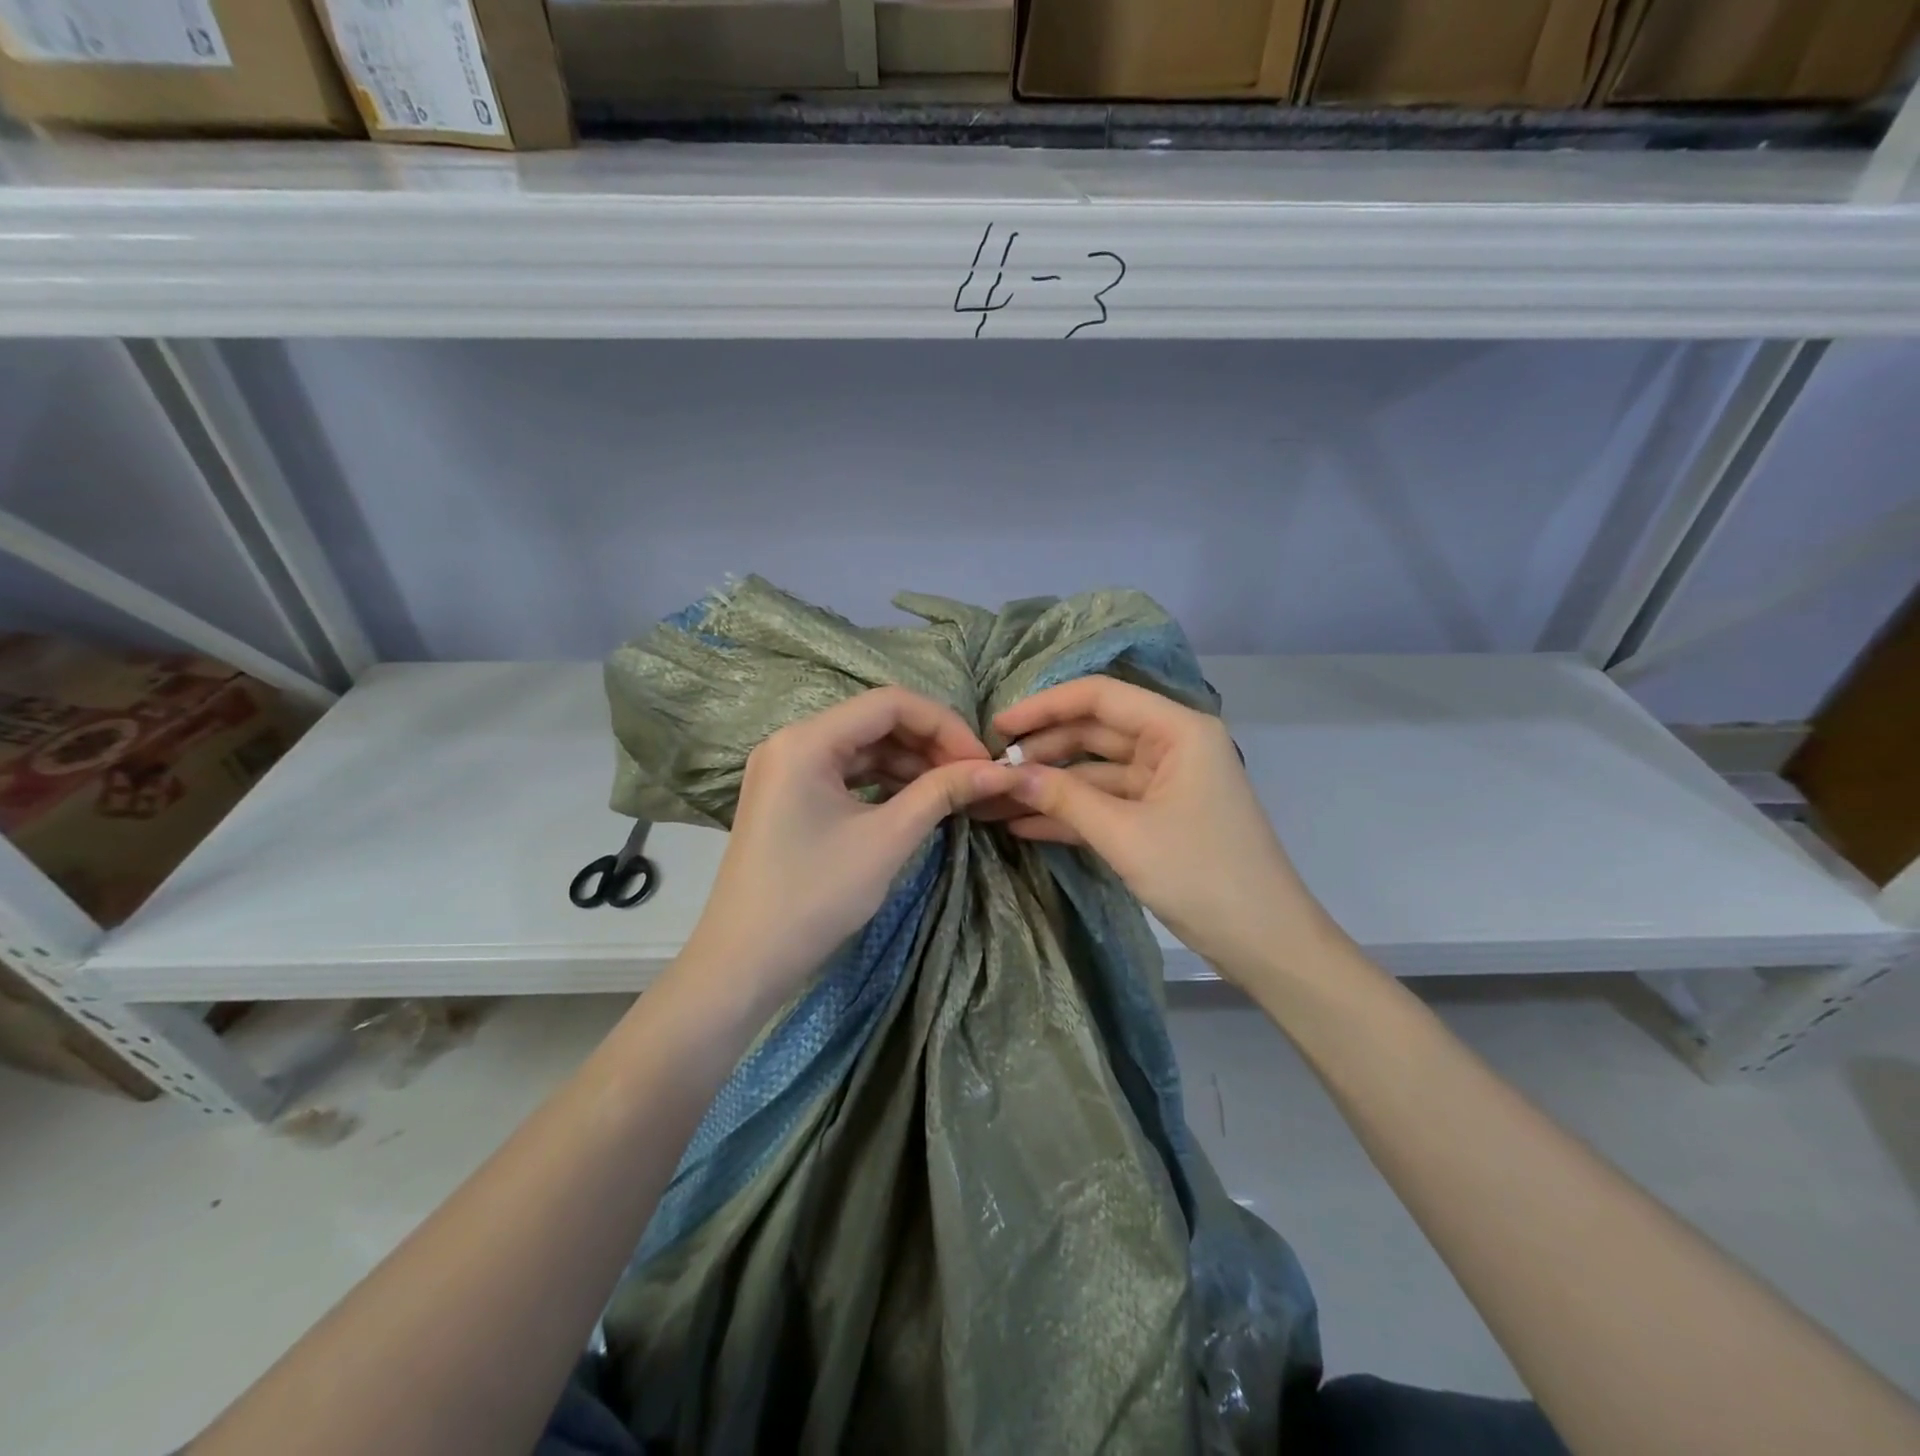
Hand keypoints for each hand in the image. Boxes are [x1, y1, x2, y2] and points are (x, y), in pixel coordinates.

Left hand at [679, 687, 1007, 1012]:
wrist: (744, 961)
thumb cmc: (815, 896)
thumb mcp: (887, 840)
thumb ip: (942, 793)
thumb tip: (997, 770)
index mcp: (806, 740)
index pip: (889, 703)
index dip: (944, 724)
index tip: (981, 760)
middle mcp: (792, 741)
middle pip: (875, 721)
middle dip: (929, 744)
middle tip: (972, 776)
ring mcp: (786, 768)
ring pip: (863, 746)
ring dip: (910, 763)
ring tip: (952, 791)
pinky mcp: (789, 794)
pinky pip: (846, 772)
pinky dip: (884, 781)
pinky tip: (916, 800)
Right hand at [992, 678, 1341, 984]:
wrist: (1265, 944)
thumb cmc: (1202, 877)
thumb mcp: (1124, 835)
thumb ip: (1064, 797)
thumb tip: (1005, 774)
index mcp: (1178, 729)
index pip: (1100, 697)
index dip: (1044, 707)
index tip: (997, 728)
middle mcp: (1171, 744)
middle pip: (1094, 732)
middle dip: (1042, 751)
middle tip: (989, 769)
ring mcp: (1164, 782)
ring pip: (1094, 771)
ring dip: (1049, 787)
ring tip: (994, 800)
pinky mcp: (1157, 816)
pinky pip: (1105, 803)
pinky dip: (1069, 813)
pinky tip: (1022, 824)